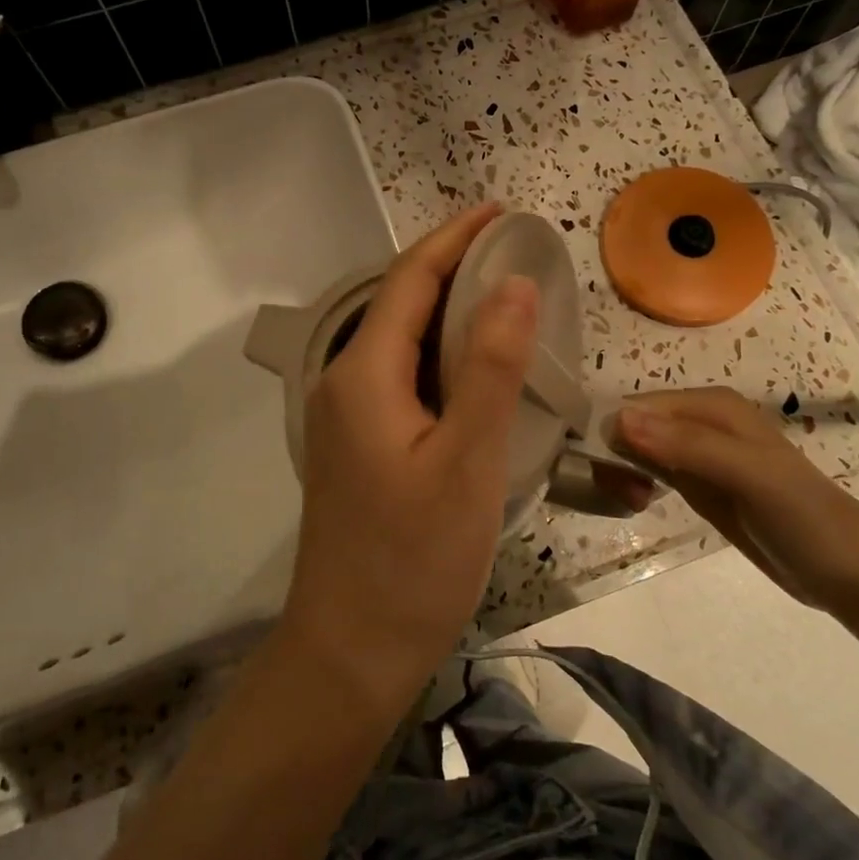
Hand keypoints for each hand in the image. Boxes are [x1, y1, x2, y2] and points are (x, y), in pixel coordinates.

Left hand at [278, 204, 538, 716]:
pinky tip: (476, 367)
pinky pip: (402, 377)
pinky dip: (441, 356)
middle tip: (515, 252)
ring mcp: (347, 417)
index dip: (454, 239)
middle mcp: (344, 383)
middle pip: (400, 304)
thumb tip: (512, 283)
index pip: (409, 280)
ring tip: (505, 297)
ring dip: (448, 312)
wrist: (353, 648)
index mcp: (363, 375)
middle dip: (453, 268)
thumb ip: (489, 367)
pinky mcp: (359, 446)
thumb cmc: (414, 558)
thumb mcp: (467, 460)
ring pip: (401, 343)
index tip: (500, 211)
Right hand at [615, 388, 858, 610]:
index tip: (608, 474)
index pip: (638, 406)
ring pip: (637, 447)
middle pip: (633, 424)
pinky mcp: (697, 484)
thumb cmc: (806, 518)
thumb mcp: (750, 476)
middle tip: (624, 495)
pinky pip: (651, 470)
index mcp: (711, 405)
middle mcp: (699, 421)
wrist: (851, 575)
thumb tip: (619, 420)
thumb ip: (688, 446)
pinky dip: (635, 482)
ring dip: (621, 470)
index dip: (615, 434)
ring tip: (632, 502)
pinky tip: (636, 501)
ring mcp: (697, 454)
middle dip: (615, 454)